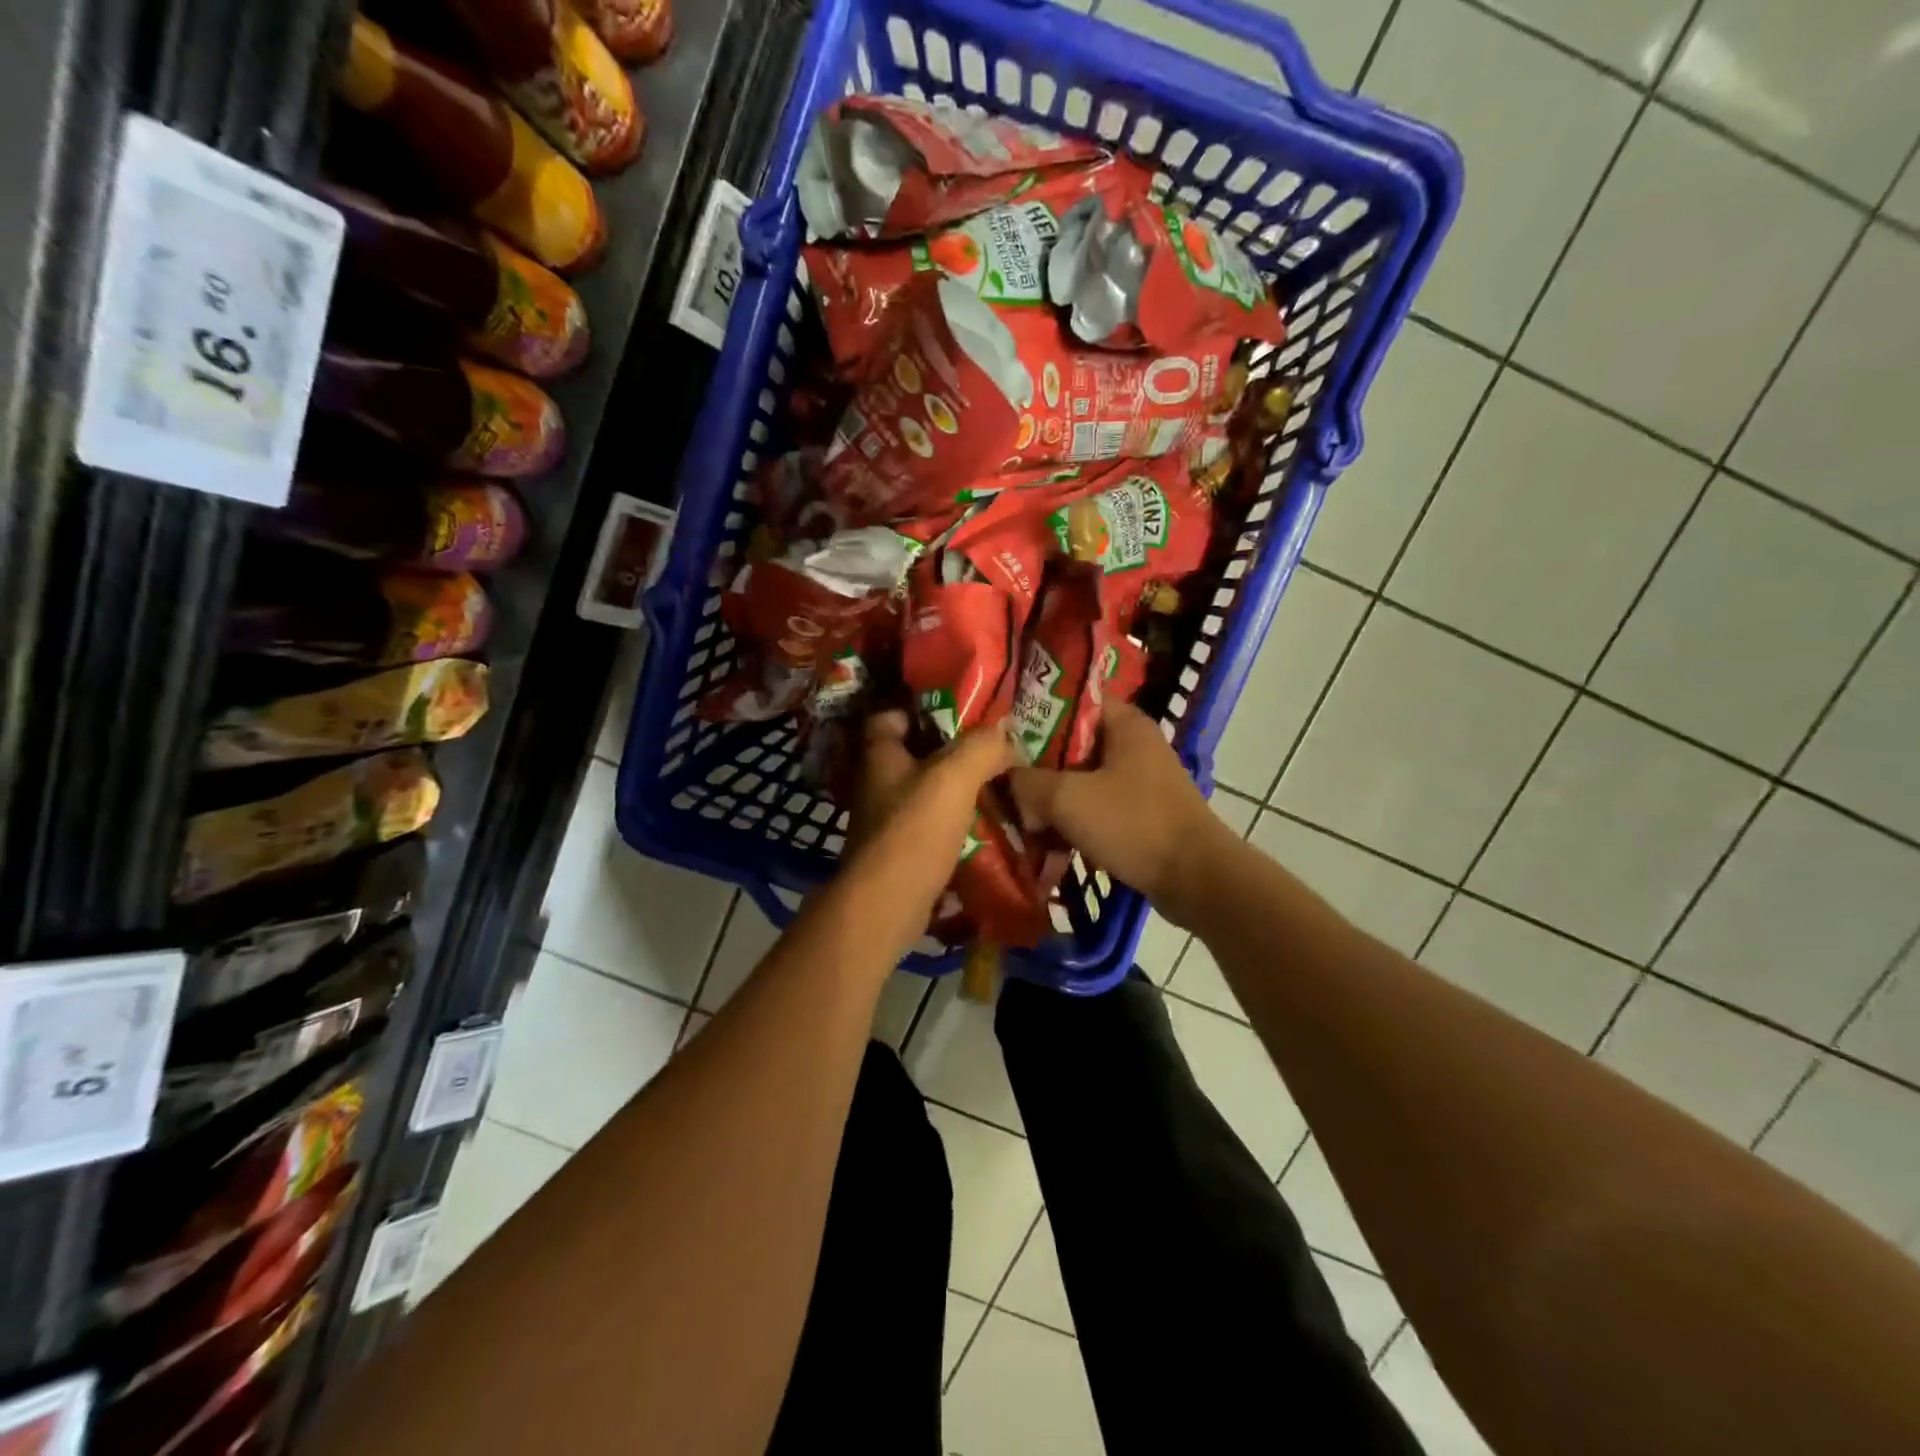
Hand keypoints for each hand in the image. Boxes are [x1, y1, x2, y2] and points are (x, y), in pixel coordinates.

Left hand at [841, 709, 1020, 920]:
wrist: (886, 905)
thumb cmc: (914, 832)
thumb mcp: (954, 778)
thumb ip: (981, 747)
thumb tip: (1006, 731)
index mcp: (881, 756)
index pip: (890, 717)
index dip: (921, 709)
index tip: (960, 711)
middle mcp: (879, 784)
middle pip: (916, 755)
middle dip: (952, 752)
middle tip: (994, 749)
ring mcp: (887, 820)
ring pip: (927, 793)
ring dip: (958, 791)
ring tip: (1000, 785)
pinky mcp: (901, 852)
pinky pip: (933, 828)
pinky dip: (956, 825)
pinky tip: (988, 825)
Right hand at [1008, 700, 1233, 921]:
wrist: (1195, 878)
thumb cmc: (1133, 824)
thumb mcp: (1067, 799)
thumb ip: (1027, 783)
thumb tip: (1008, 781)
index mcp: (1124, 722)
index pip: (1070, 700)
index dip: (1033, 713)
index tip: (1001, 734)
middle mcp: (1134, 742)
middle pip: (1071, 742)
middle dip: (1036, 763)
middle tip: (1002, 778)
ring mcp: (1140, 778)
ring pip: (1082, 777)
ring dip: (1052, 795)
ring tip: (1019, 812)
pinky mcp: (1142, 810)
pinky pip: (1097, 804)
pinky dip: (1073, 817)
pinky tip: (1047, 837)